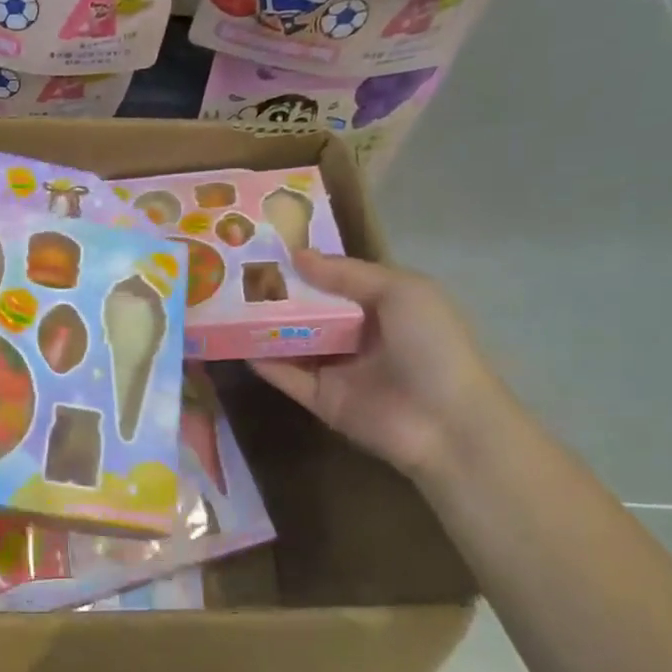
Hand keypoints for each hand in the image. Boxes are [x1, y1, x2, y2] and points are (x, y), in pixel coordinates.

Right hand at [250, 251, 510, 479]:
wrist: (445, 422)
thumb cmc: (431, 346)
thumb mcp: (401, 292)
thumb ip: (347, 274)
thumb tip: (296, 255)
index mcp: (383, 306)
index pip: (337, 281)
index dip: (307, 266)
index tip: (267, 249)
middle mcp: (358, 335)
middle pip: (310, 312)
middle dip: (277, 295)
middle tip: (234, 276)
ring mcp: (338, 369)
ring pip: (294, 343)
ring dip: (265, 327)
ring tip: (226, 306)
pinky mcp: (321, 399)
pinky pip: (287, 377)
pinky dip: (263, 363)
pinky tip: (235, 344)